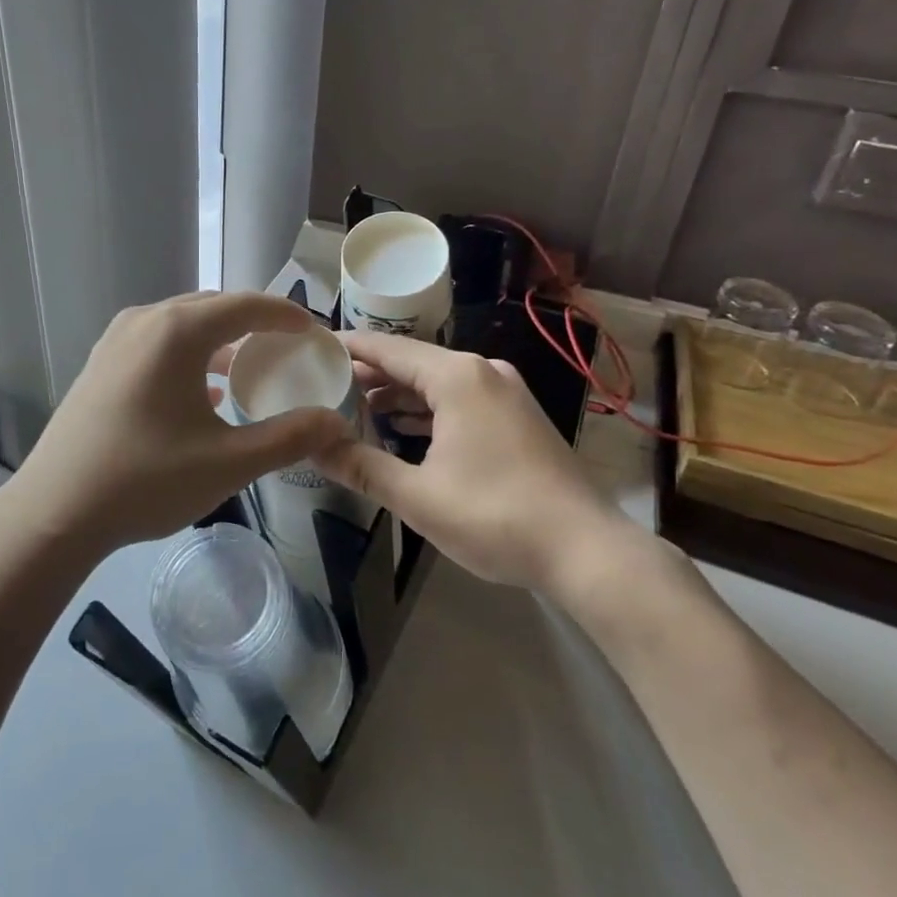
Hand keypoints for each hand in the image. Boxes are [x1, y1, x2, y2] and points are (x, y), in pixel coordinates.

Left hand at [16, 292, 353, 553]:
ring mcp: (116, 340)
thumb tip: (336, 422)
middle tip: (288, 348)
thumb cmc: (145, 481)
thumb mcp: (228, 463)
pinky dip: (191, 355)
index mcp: (177, 331)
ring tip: (251, 368)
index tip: (314, 331)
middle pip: (213, 307)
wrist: (54, 512)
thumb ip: (289, 437)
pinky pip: (159, 343)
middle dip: (255, 322)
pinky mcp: (101, 363)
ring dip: (221, 339)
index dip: (286, 314)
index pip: (246, 306)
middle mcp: (145, 321)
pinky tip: (205, 391)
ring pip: (183, 324)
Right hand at [312, 331, 635, 590]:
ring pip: (436, 382)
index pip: (386, 347)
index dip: (346, 347)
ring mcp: (505, 393)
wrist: (586, 550)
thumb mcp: (417, 496)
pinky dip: (427, 410)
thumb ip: (360, 466)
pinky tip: (402, 430)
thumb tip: (311, 446)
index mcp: (457, 376)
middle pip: (411, 362)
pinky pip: (459, 399)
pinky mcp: (517, 417)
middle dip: (368, 374)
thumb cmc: (495, 516)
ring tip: (353, 408)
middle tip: (322, 386)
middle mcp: (482, 371)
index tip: (310, 348)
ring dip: (397, 395)